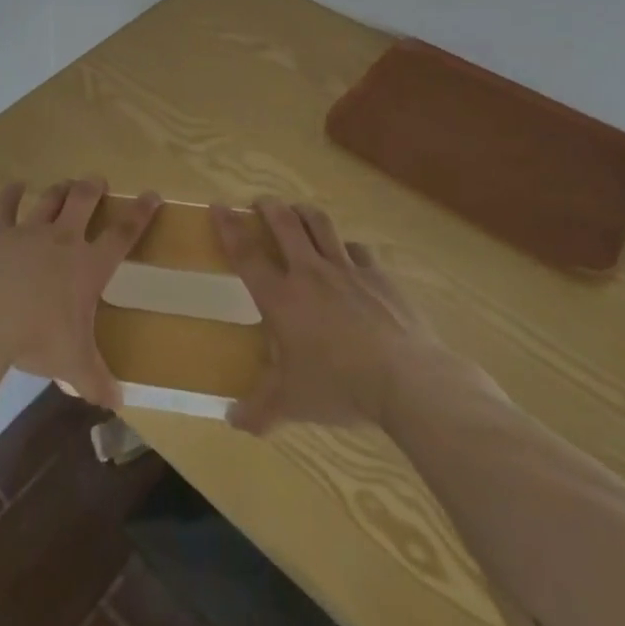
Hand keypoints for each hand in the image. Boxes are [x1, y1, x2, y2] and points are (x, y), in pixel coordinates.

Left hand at [0, 178, 159, 407]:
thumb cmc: (36, 339)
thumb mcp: (72, 365)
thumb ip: (96, 381)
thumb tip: (118, 405)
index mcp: (88, 266)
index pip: (123, 234)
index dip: (140, 213)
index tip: (152, 194)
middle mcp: (62, 239)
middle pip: (84, 201)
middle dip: (94, 188)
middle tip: (98, 181)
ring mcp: (28, 231)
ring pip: (50, 198)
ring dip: (60, 189)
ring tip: (66, 183)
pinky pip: (6, 206)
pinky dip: (12, 193)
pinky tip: (15, 185)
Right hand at [213, 196, 445, 434]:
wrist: (407, 380)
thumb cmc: (339, 387)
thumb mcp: (292, 404)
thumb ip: (259, 411)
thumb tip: (232, 422)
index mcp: (281, 298)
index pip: (246, 253)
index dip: (228, 227)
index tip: (217, 206)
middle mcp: (310, 273)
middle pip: (284, 223)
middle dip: (268, 206)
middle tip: (259, 202)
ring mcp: (347, 270)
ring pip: (320, 224)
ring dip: (304, 212)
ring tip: (297, 211)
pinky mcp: (379, 276)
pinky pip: (357, 250)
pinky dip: (346, 247)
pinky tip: (347, 255)